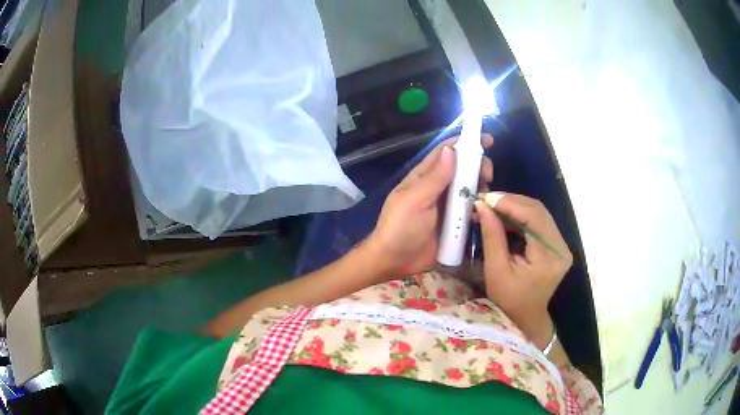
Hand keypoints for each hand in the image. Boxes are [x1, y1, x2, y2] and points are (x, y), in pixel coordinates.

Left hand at [366, 136, 493, 278]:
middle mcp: (438, 188)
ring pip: (470, 189)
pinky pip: (471, 212)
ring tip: (486, 194)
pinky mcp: (455, 224)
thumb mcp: (416, 200)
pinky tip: (484, 212)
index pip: (446, 152)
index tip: (487, 140)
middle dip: (478, 167)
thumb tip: (451, 149)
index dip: (465, 143)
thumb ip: (435, 177)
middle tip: (487, 175)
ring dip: (481, 188)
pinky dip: (479, 209)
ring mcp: (447, 207)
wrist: (395, 261)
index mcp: (424, 177)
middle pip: (463, 170)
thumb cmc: (400, 227)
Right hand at [474, 193, 572, 346]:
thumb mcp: (496, 270)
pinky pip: (539, 222)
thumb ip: (492, 236)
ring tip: (492, 207)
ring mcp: (561, 245)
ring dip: (515, 207)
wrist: (524, 318)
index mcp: (549, 257)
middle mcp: (561, 247)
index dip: (510, 203)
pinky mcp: (556, 245)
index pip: (533, 217)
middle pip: (538, 211)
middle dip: (511, 202)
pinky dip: (520, 216)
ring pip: (539, 213)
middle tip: (487, 200)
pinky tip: (504, 217)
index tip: (486, 198)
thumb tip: (482, 206)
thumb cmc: (508, 300)